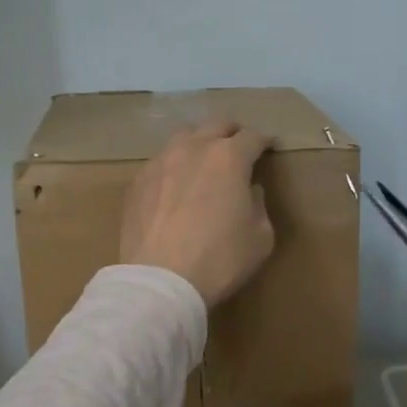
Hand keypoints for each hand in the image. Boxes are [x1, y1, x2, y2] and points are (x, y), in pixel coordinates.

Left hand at [120, 121, 275, 306]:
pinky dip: (175, 166)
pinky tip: (176, 185)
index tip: (269, 147)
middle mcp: (193, 149)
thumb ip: (258, 205)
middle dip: (232, 133)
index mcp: (229, 158)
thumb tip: (248, 190)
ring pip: (184, 137)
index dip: (264, 141)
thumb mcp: (260, 237)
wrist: (161, 281)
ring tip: (204, 161)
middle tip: (239, 147)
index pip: (252, 137)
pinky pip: (162, 162)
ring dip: (200, 143)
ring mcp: (161, 162)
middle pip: (216, 125)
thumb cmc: (220, 259)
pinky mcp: (138, 181)